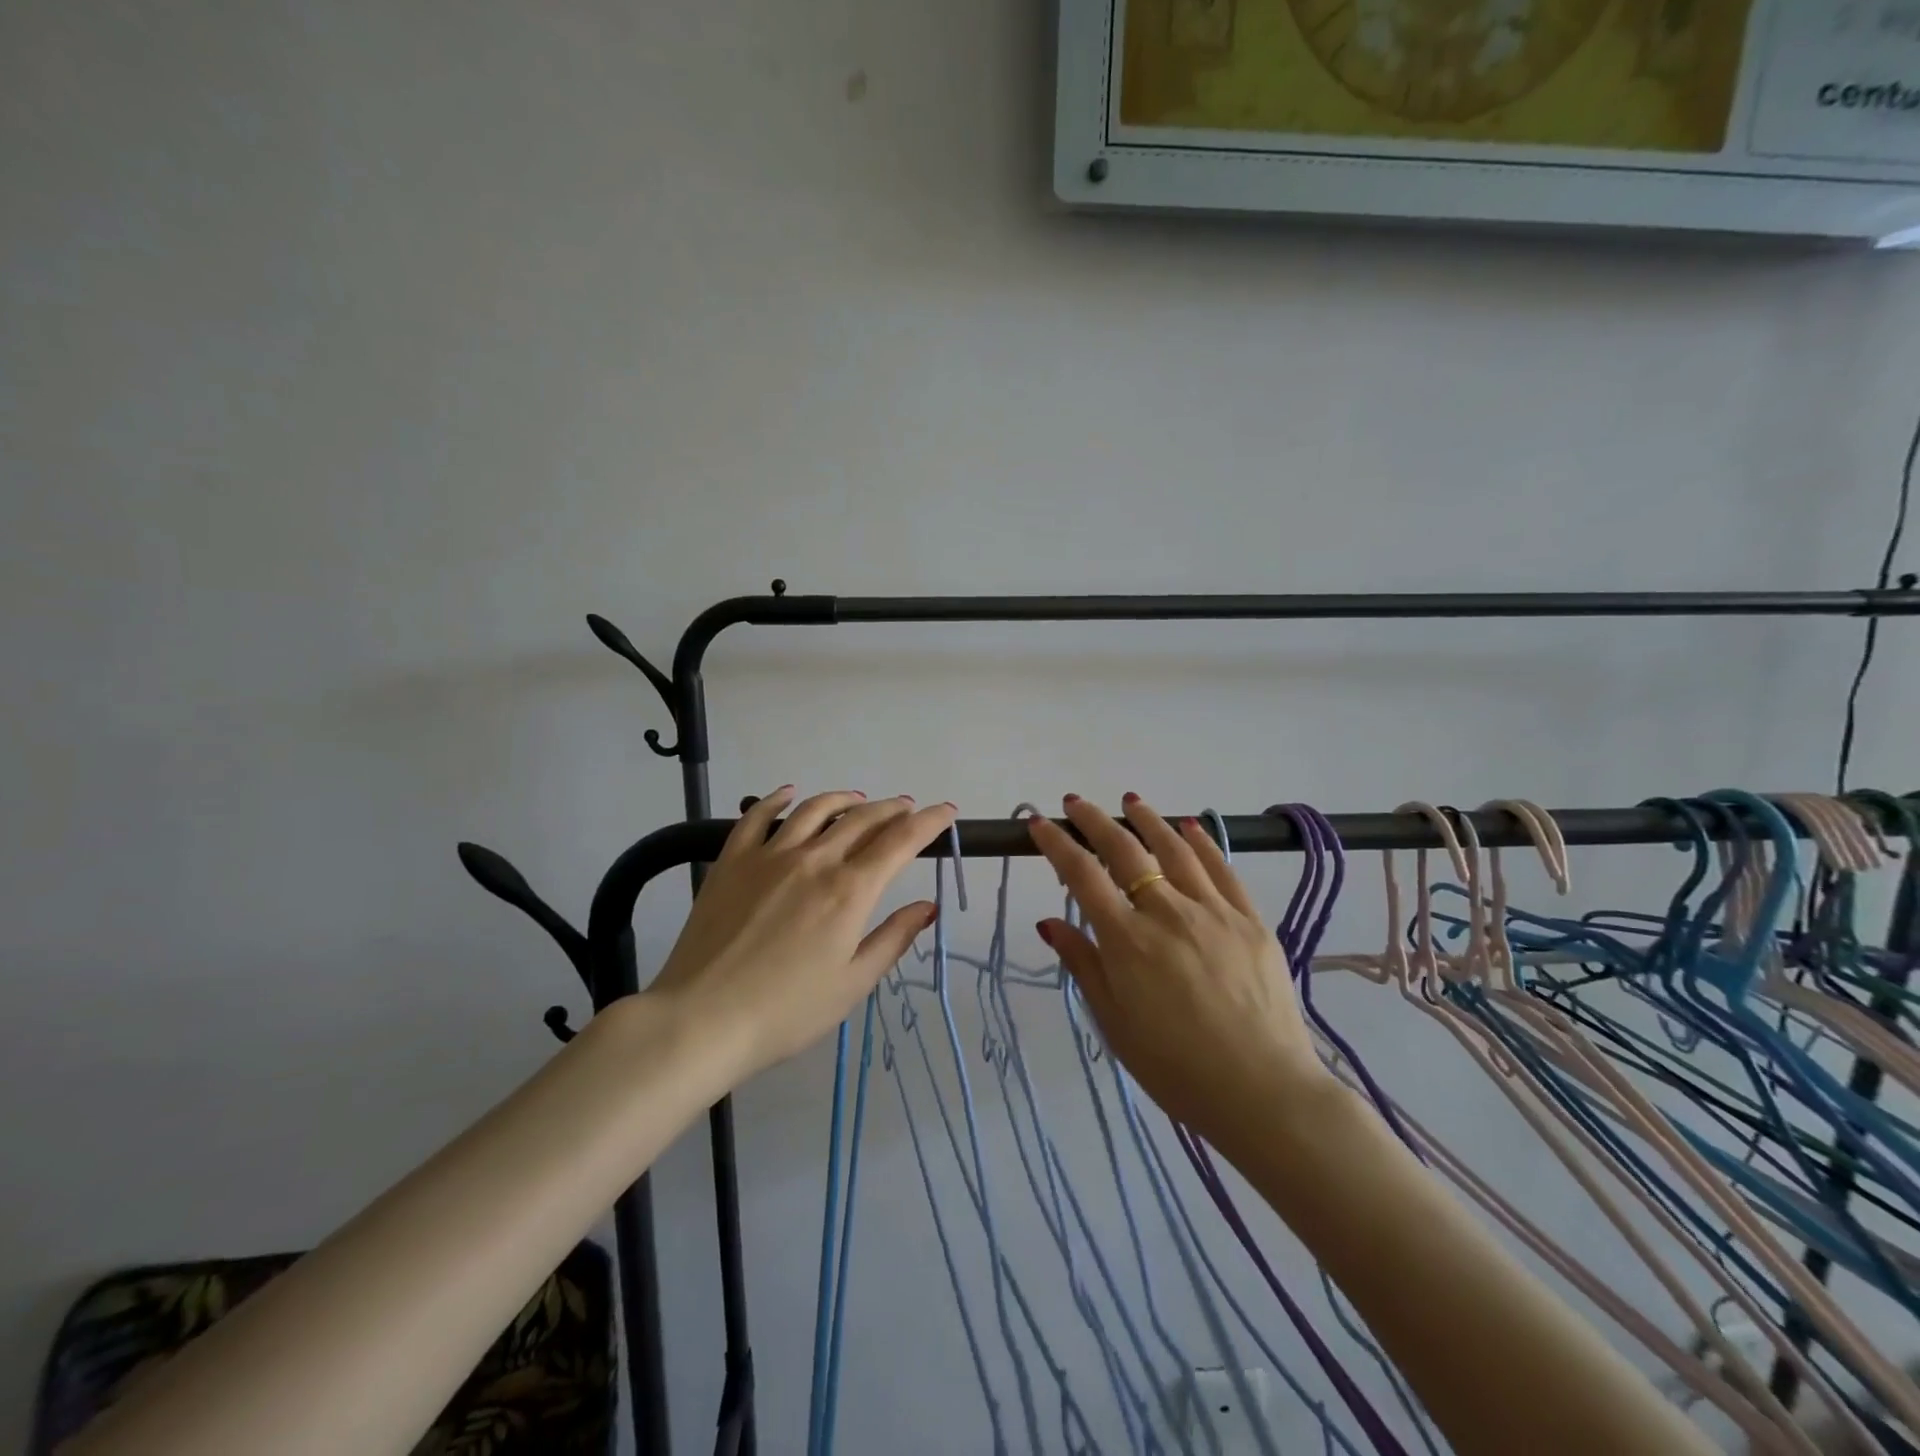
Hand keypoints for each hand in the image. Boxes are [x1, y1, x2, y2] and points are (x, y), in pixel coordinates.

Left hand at [649, 787, 957, 1079]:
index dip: (929, 822)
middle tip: (908, 808)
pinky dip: (778, 799)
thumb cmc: (786, 1012)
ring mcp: (770, 855)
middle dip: (893, 808)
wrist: (702, 1018)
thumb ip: (893, 939)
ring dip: (846, 798)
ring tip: (860, 800)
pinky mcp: (733, 860)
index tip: (946, 811)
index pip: (900, 842)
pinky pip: (758, 816)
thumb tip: (927, 907)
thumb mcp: (852, 984)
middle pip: (863, 819)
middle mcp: (815, 860)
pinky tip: (789, 793)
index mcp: (849, 891)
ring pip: (816, 809)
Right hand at [1028, 794, 1329, 1145]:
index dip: (1057, 845)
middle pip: (1125, 850)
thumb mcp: (1114, 1024)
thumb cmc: (1176, 1068)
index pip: (1082, 876)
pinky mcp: (1250, 920)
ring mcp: (1213, 911)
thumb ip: (1083, 965)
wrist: (1263, 1092)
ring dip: (1148, 820)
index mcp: (1127, 940)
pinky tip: (1189, 827)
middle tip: (1075, 803)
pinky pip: (1222, 868)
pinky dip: (1201, 842)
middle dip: (1094, 821)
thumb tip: (1048, 922)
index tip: (1039, 824)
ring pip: (1175, 849)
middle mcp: (1167, 912)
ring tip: (1130, 801)